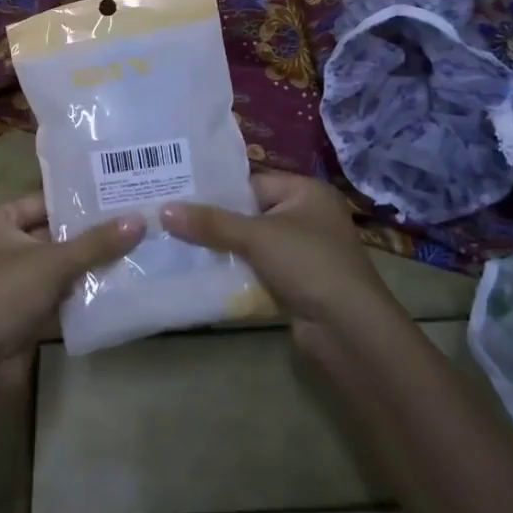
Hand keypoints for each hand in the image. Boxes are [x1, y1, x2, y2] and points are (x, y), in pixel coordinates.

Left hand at [0, 193, 145, 365]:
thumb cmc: (5, 295)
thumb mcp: (53, 263)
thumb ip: (97, 243)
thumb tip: (139, 220)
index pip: (43, 200)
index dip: (77, 198)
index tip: (116, 194)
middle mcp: (3, 247)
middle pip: (53, 232)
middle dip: (90, 232)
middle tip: (133, 221)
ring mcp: (13, 281)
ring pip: (58, 264)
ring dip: (89, 262)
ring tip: (134, 248)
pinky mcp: (24, 311)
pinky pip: (58, 291)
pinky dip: (81, 289)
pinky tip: (117, 284)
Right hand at [161, 172, 390, 327]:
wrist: (349, 329)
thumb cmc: (308, 264)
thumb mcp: (256, 237)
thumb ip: (211, 223)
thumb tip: (163, 209)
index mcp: (307, 192)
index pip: (252, 183)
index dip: (217, 190)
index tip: (178, 195)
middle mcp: (308, 216)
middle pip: (251, 212)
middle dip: (217, 221)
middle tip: (173, 220)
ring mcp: (305, 251)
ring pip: (254, 243)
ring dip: (225, 248)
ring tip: (180, 245)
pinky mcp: (299, 282)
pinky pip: (260, 268)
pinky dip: (238, 270)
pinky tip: (205, 273)